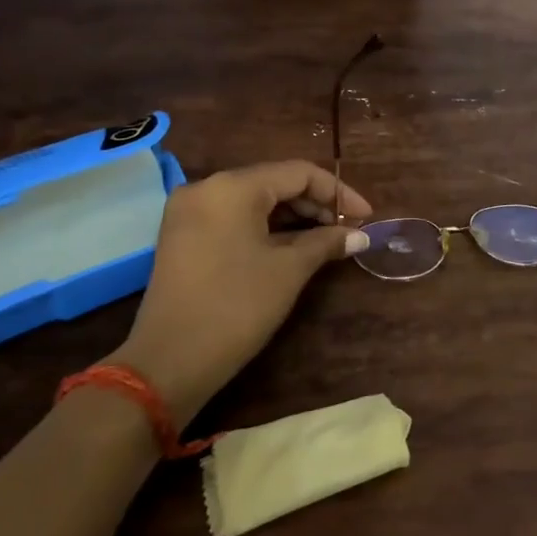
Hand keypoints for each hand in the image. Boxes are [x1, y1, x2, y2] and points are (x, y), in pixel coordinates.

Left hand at [110, 160, 373, 423]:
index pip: (298, 173)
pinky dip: (266, 227)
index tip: (367, 217)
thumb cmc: (237, 307)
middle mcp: (206, 188)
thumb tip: (360, 236)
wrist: (169, 362)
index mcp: (232, 187)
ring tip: (327, 239)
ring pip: (254, 201)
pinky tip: (292, 245)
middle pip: (274, 182)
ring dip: (293, 217)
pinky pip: (234, 217)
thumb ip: (326, 242)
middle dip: (316, 204)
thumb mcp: (289, 270)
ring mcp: (189, 212)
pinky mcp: (183, 236)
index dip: (338, 192)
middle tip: (349, 230)